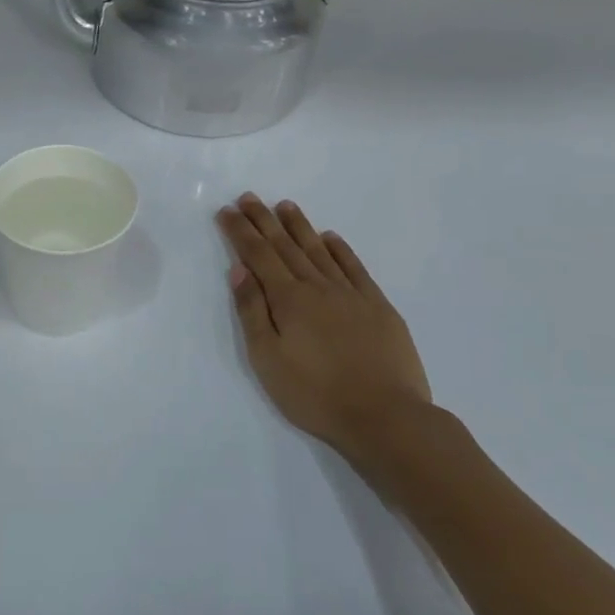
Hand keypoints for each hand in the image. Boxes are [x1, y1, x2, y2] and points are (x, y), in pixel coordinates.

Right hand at [215, 193, 432, 461]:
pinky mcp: (378, 307)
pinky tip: (331, 238)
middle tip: (249, 197)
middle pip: (286, 246)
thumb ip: (253, 312)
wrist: (387, 417)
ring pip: (319, 251)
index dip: (240, 232)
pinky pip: (355, 268)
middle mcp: (318, 287)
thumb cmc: (315, 394)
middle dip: (264, 220)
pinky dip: (340, 249)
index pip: (258, 255)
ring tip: (285, 205)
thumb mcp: (268, 359)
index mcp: (288, 300)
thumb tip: (239, 270)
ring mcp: (351, 294)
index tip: (227, 211)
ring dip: (300, 227)